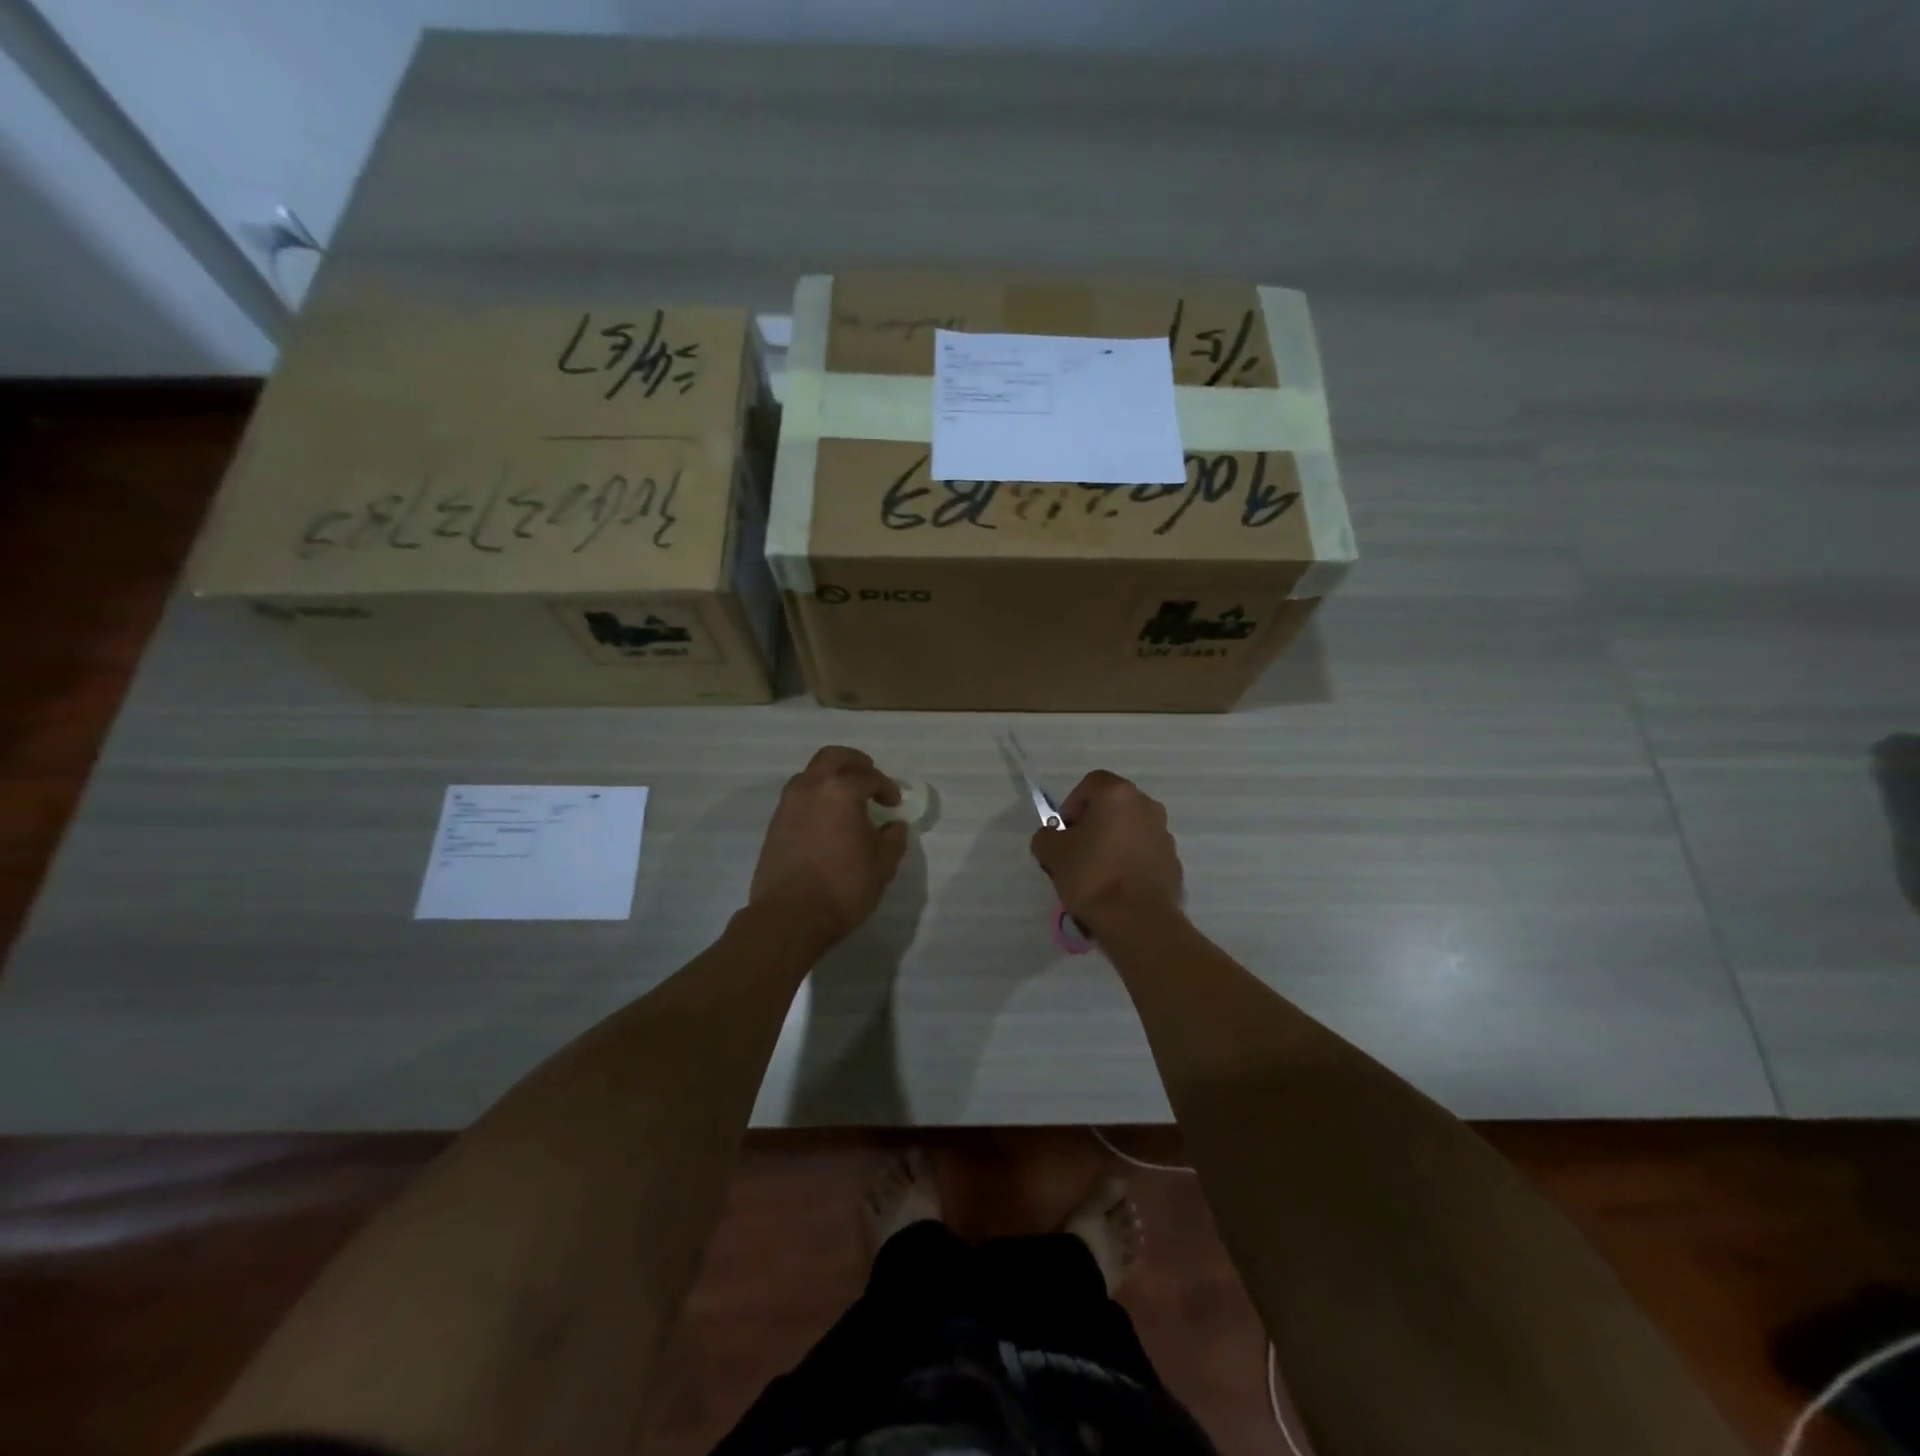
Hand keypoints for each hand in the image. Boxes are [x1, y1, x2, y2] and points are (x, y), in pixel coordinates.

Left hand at [749, 746, 907, 947]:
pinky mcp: (775, 824)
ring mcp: (788, 804)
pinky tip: (828, 820)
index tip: (894, 803)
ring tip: (848, 799)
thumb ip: (893, 838)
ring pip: (811, 775)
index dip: (886, 788)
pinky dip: (816, 798)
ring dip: (831, 778)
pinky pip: (799, 797)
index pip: (869, 777)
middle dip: (855, 762)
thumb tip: (893, 825)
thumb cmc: (844, 886)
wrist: (790, 917)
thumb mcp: (883, 864)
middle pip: (833, 757)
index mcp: (841, 790)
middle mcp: (811, 787)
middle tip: (869, 775)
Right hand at [1029, 771, 1183, 931]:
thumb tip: (1052, 837)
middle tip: (1077, 852)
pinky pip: (1144, 853)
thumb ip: (1046, 836)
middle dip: (1093, 824)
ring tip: (1097, 875)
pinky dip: (1129, 862)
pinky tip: (1117, 888)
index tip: (1065, 833)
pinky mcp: (1173, 862)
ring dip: (1112, 843)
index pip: (1091, 784)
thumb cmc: (1092, 877)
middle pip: (1112, 806)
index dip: (1072, 805)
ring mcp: (1164, 834)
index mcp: (1118, 795)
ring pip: (1130, 830)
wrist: (1138, 921)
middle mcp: (1147, 806)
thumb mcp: (1052, 853)